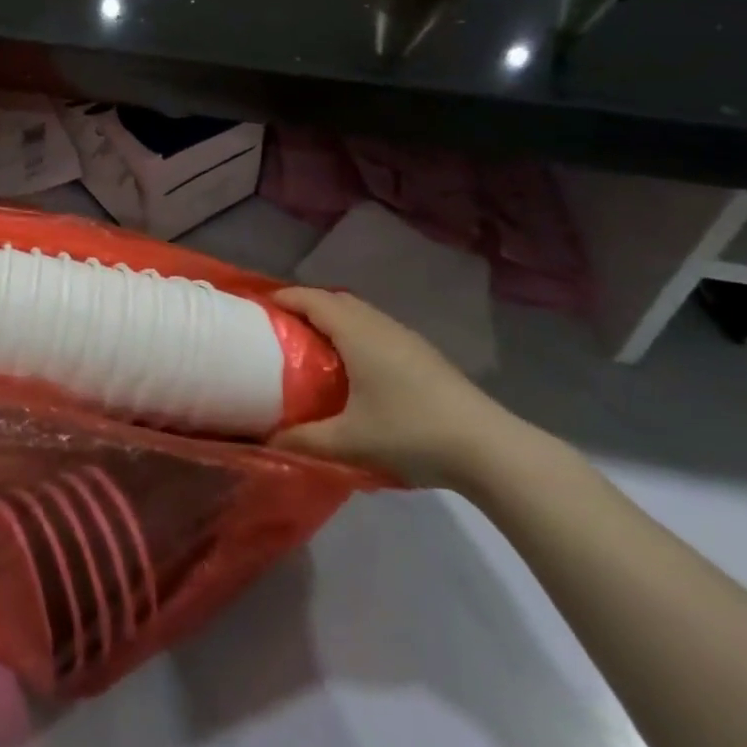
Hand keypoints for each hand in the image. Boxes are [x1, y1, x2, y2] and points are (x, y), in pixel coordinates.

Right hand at [270, 287, 523, 488]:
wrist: (488, 448)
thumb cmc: (411, 433)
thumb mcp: (348, 442)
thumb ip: (302, 441)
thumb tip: (264, 443)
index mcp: (357, 333)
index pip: (313, 299)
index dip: (284, 298)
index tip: (259, 307)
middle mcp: (380, 326)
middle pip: (336, 300)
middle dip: (306, 305)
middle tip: (280, 327)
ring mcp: (407, 338)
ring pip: (361, 314)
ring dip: (334, 319)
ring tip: (312, 344)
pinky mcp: (424, 355)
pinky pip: (377, 329)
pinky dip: (355, 333)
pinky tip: (355, 366)